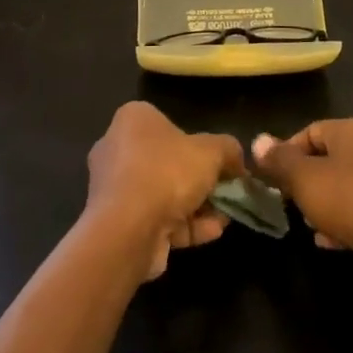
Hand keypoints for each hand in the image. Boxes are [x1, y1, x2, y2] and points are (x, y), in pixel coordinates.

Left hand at [86, 102, 243, 281]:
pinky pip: (156, 219)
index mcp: (133, 120)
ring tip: (224, 217)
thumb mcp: (212, 151)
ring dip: (196, 206)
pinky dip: (185, 225)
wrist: (128, 229)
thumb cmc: (167, 172)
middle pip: (167, 162)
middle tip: (225, 191)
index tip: (221, 163)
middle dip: (199, 180)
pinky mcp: (118, 223)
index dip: (199, 144)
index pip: (168, 124)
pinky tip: (212, 233)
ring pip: (163, 194)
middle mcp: (117, 149)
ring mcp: (115, 189)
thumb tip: (237, 161)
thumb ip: (228, 150)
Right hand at [253, 119, 352, 300]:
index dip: (287, 151)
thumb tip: (259, 141)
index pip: (311, 131)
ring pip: (342, 187)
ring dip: (321, 204)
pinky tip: (327, 242)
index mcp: (352, 132)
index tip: (271, 177)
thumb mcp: (303, 178)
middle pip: (327, 159)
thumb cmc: (348, 200)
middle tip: (286, 200)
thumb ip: (280, 160)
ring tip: (306, 222)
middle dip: (304, 180)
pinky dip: (341, 222)